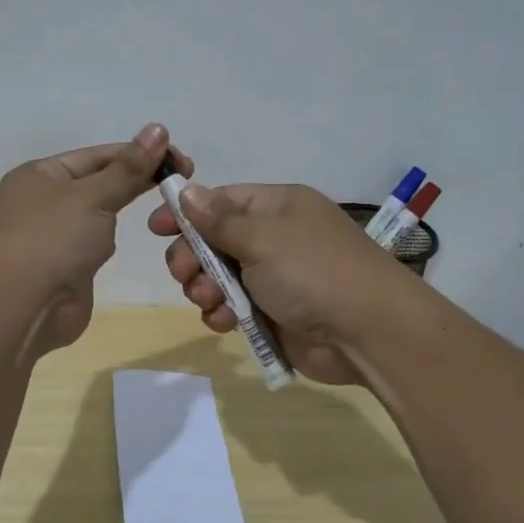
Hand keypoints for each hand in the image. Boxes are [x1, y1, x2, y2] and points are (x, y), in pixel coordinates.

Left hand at [0, 124, 191, 356]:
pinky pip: (95, 243)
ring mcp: (53, 235)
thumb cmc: (52, 239)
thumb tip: (158, 129)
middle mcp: (43, 201)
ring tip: (165, 207)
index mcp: (40, 174)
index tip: (180, 160)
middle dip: (136, 179)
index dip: (138, 153)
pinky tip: (127, 240)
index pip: (97, 155)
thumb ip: (128, 168)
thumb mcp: (92, 196)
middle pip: (98, 181)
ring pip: (98, 212)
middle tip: (183, 179)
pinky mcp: (66, 266)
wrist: (21, 308)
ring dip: (123, 208)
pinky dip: (112, 239)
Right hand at [148, 182, 411, 384]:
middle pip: (214, 241)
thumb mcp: (262, 237)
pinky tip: (224, 322)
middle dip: (192, 257)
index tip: (156, 228)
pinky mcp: (273, 313)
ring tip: (209, 300)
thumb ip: (218, 219)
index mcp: (276, 207)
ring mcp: (274, 277)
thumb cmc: (313, 272)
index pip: (221, 201)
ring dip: (204, 288)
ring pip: (218, 277)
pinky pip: (233, 307)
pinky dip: (222, 313)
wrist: (367, 332)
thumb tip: (187, 190)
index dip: (187, 213)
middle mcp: (274, 238)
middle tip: (183, 273)